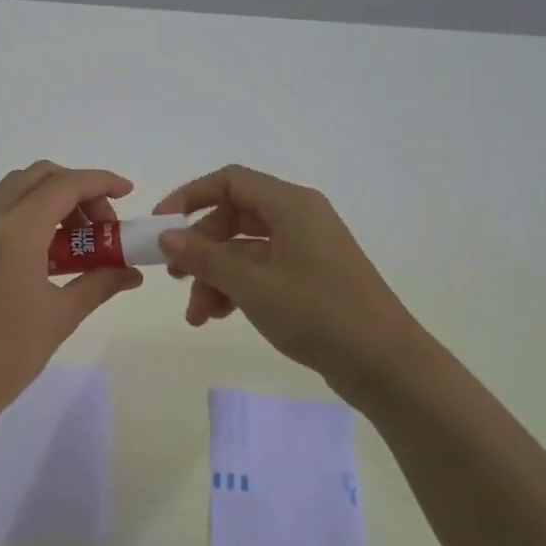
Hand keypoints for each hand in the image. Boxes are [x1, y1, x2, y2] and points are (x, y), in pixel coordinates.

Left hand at [0, 162, 142, 432]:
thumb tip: (132, 272)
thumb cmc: (7, 355)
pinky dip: (29, 212)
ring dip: (52, 198)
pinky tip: (48, 250)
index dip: (101, 182)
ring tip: (78, 240)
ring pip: (17, 188)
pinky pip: (0, 209)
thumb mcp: (61, 317)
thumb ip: (100, 282)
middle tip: (102, 225)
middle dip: (78, 189)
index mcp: (14, 232)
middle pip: (39, 176)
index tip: (128, 193)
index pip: (65, 185)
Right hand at [154, 165, 433, 403]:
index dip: (190, 197)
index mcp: (291, 205)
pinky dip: (237, 287)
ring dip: (215, 275)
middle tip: (176, 276)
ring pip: (244, 248)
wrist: (385, 364)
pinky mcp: (309, 277)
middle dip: (200, 247)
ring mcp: (306, 248)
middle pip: (234, 216)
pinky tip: (218, 315)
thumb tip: (166, 235)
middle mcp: (299, 218)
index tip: (160, 225)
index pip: (229, 181)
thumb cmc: (318, 313)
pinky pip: (261, 270)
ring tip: (197, 314)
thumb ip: (205, 257)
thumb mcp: (253, 285)